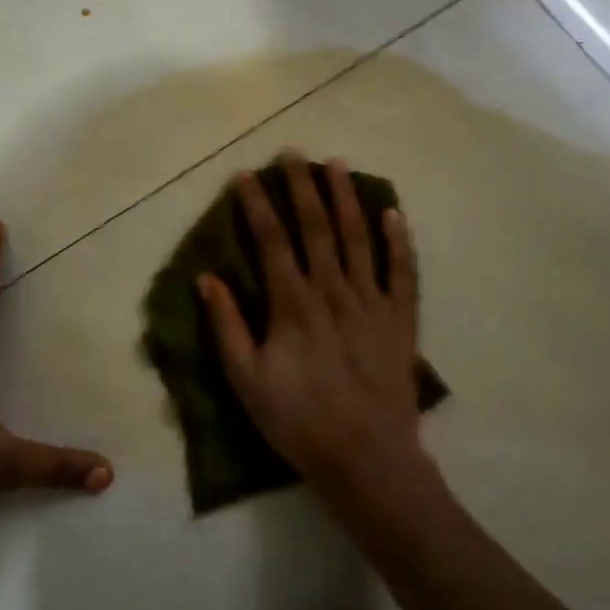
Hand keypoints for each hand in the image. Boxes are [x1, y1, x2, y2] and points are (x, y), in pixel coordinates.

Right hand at [197, 154, 431, 503]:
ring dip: (346, 198)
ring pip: (358, 237)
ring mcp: (371, 301)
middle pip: (316, 227)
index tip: (246, 175)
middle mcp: (333, 290)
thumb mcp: (247, 379)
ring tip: (337, 163)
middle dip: (302, 186)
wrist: (365, 458)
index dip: (257, 205)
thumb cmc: (298, 420)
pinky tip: (393, 212)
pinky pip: (402, 271)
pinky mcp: (400, 319)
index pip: (271, 241)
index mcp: (293, 304)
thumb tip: (206, 278)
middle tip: (293, 152)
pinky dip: (399, 240)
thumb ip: (227, 326)